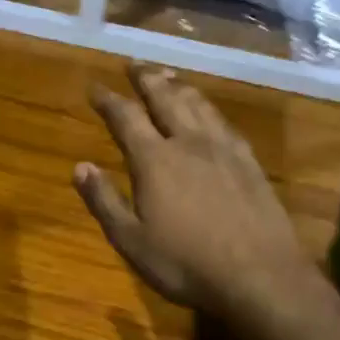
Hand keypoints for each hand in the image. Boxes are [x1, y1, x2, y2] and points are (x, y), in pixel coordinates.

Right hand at [74, 64, 311, 320]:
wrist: (260, 276)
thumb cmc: (186, 263)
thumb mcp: (132, 240)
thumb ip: (104, 201)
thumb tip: (79, 166)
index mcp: (154, 160)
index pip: (126, 118)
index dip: (108, 99)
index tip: (95, 86)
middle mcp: (188, 143)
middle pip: (165, 99)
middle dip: (146, 79)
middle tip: (134, 63)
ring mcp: (224, 150)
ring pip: (198, 105)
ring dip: (179, 87)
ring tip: (168, 76)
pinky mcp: (250, 162)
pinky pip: (225, 123)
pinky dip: (210, 109)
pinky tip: (210, 113)